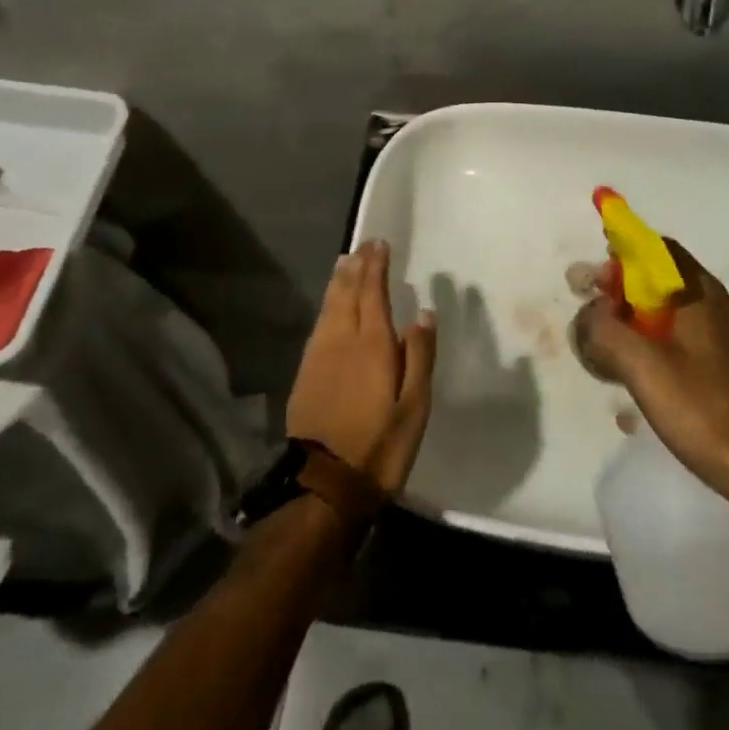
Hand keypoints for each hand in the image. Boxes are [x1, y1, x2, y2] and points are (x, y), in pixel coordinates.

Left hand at [287, 240, 436, 493]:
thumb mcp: (414, 407)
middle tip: (363, 244)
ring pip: (329, 306)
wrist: (323, 485)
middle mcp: (342, 340)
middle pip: (347, 293)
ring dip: (338, 281)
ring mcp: (319, 356)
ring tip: (344, 261)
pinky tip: (329, 305)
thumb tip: (423, 313)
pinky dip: (327, 304)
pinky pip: (318, 324)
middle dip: (356, 266)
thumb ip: (420, 357)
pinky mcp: (305, 373)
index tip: (379, 244)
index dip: (376, 266)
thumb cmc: (379, 446)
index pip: (373, 292)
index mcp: (372, 344)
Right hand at [573, 239, 728, 517]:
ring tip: (615, 351)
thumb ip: (607, 331)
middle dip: (628, 292)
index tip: (597, 274)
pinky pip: (693, 343)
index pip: (660, 250)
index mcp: (704, 295)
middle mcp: (724, 308)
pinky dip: (664, 348)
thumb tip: (591, 311)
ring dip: (644, 324)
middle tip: (598, 315)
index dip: (625, 253)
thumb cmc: (708, 412)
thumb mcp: (644, 368)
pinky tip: (648, 382)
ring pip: (680, 316)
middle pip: (668, 282)